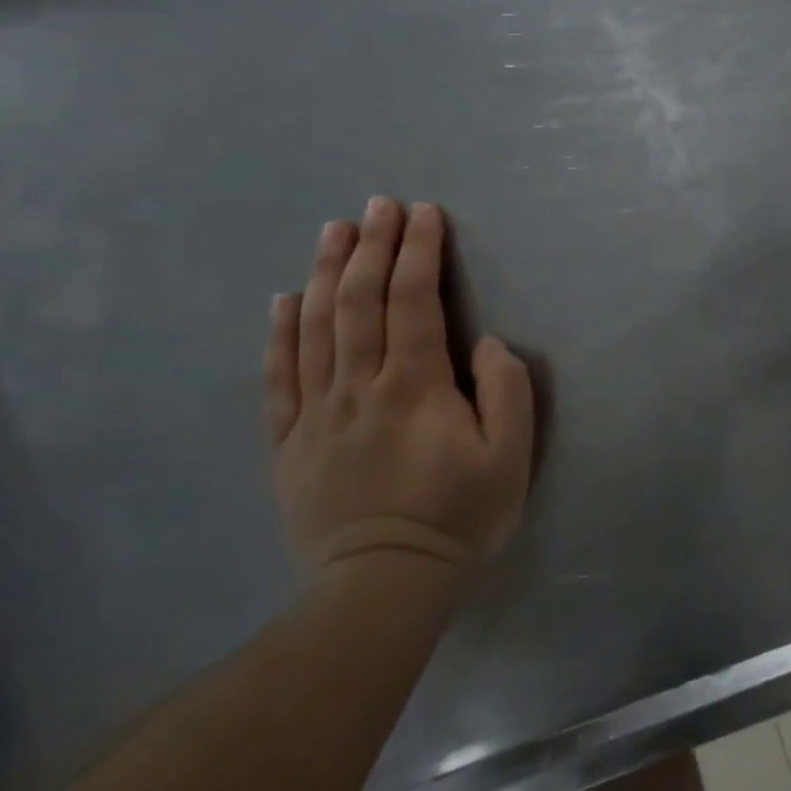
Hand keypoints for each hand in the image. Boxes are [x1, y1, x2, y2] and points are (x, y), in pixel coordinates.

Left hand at [264, 197, 533, 579]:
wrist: (382, 586)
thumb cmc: (459, 515)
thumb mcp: (510, 456)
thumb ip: (506, 391)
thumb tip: (484, 344)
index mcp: (415, 386)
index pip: (414, 302)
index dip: (419, 252)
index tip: (424, 213)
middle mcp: (360, 387)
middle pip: (361, 303)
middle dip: (374, 246)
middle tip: (380, 204)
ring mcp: (317, 413)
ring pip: (316, 328)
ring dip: (328, 273)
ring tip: (336, 230)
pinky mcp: (290, 442)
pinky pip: (280, 376)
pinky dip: (281, 332)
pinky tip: (285, 300)